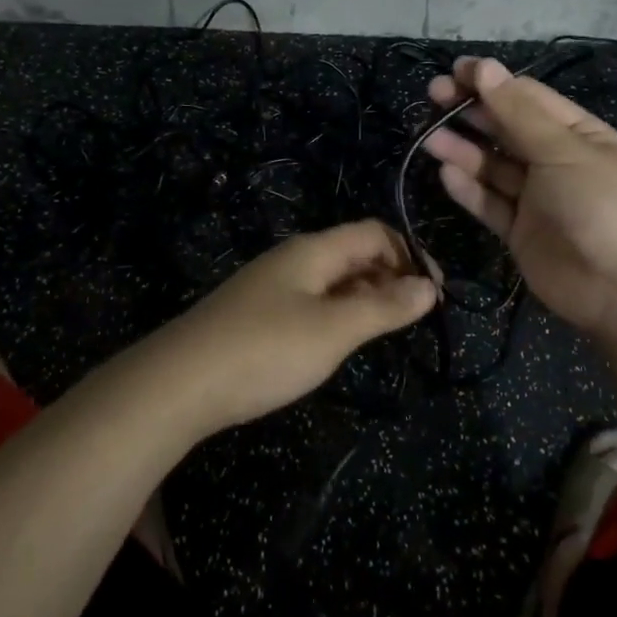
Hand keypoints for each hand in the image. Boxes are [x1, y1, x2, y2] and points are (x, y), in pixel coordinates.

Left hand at [151, 220, 436, 433]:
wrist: (180, 383)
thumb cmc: (265, 349)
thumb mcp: (333, 330)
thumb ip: (383, 307)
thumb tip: (429, 287)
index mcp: (313, 251)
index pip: (373, 233)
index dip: (410, 254)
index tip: (436, 293)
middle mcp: (294, 259)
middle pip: (354, 253)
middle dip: (391, 276)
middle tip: (418, 315)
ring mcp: (273, 287)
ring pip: (333, 280)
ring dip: (367, 297)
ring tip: (390, 329)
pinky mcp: (260, 315)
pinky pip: (313, 302)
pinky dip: (340, 314)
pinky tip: (344, 342)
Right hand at [424, 56, 616, 335]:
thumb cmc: (603, 205)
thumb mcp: (563, 150)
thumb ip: (518, 113)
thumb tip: (484, 66)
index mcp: (577, 133)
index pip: (527, 97)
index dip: (491, 82)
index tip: (453, 71)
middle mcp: (555, 161)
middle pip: (505, 128)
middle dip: (471, 111)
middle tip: (432, 96)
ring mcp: (537, 198)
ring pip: (493, 166)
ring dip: (463, 149)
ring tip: (428, 137)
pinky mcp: (521, 231)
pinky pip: (490, 203)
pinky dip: (468, 189)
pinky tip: (445, 174)